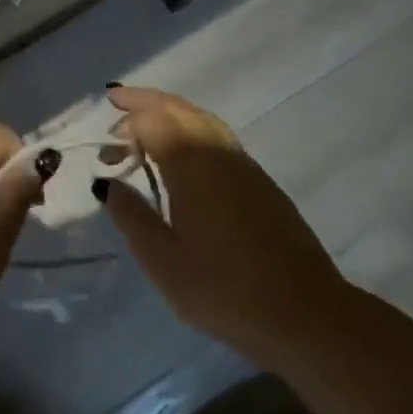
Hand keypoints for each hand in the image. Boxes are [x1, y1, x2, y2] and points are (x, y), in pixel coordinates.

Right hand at [95, 86, 341, 375]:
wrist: (305, 312)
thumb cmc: (225, 289)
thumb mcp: (164, 262)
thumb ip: (132, 217)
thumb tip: (108, 183)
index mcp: (192, 166)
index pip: (154, 121)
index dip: (127, 122)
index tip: (107, 141)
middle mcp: (218, 152)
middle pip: (179, 109)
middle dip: (146, 101)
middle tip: (118, 104)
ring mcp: (244, 165)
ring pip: (202, 119)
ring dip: (171, 113)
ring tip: (146, 127)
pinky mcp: (261, 182)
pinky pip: (218, 137)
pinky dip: (192, 130)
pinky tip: (184, 157)